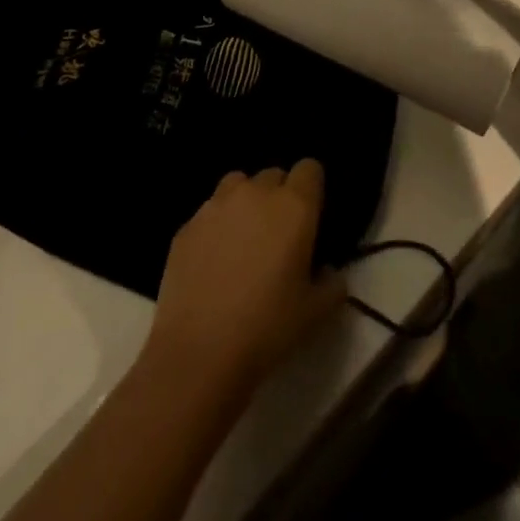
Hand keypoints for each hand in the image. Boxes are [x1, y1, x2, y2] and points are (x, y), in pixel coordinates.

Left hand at [145, 161, 345, 396]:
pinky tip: (214, 260)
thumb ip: (332, 284)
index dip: (312, 188)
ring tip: (245, 239)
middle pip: (274, 175)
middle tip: (279, 234)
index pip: (310, 168)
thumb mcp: (316, 313)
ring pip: (238, 185)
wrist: (199, 352)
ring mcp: (216, 205)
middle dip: (280, 196)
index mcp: (293, 206)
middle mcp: (255, 193)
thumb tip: (328, 271)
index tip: (311, 215)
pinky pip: (209, 211)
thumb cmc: (267, 328)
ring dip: (246, 202)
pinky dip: (217, 225)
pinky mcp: (187, 224)